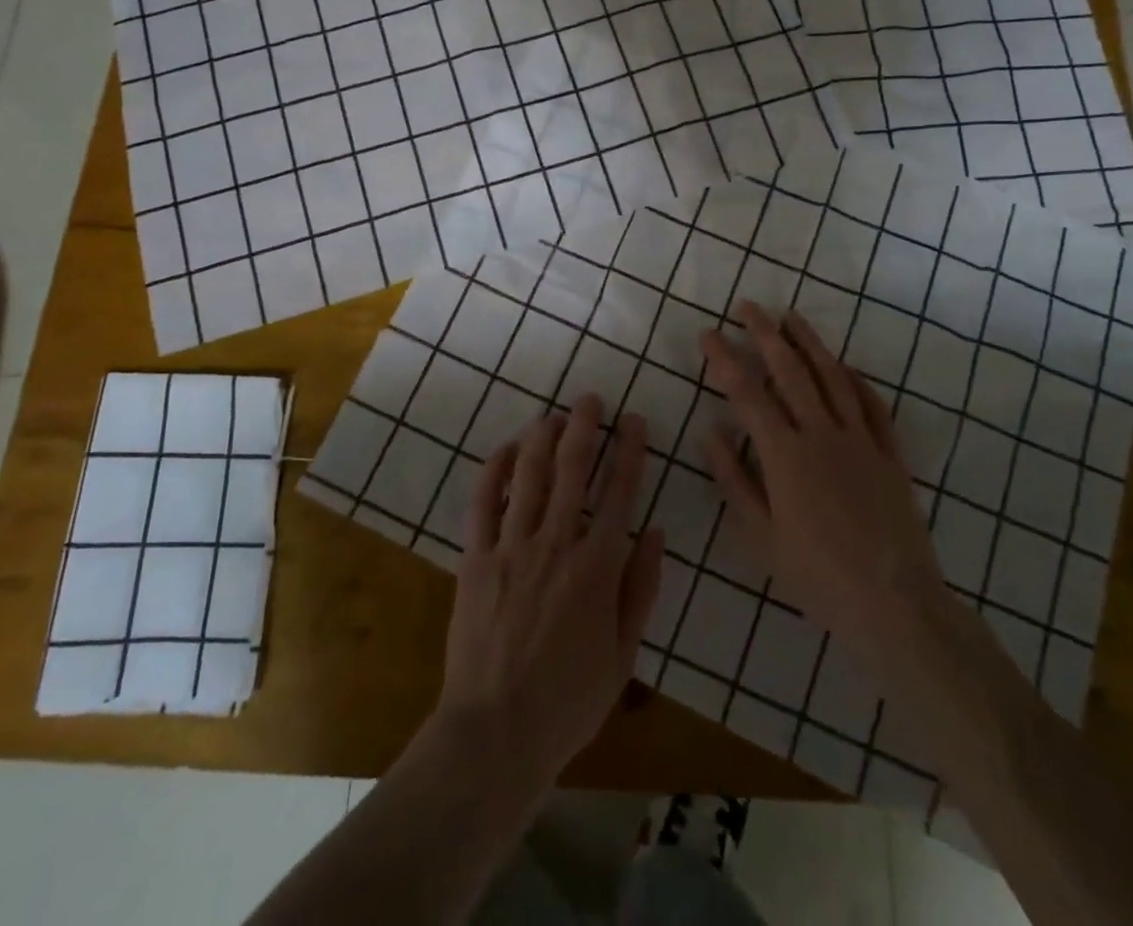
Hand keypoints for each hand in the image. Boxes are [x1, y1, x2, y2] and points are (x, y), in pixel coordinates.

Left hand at [429, 395, 664, 795]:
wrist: (496, 732)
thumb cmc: (568, 701)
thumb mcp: (624, 655)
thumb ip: (641, 589)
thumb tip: (656, 533)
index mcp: (597, 568)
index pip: (620, 494)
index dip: (629, 452)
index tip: (634, 420)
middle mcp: (556, 544)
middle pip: (573, 470)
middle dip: (584, 428)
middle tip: (590, 399)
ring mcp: (512, 547)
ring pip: (529, 476)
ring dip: (542, 438)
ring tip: (554, 414)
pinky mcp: (476, 558)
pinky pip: (483, 503)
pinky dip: (493, 470)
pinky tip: (504, 449)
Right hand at [701, 302, 950, 666]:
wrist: (895, 603)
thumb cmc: (818, 576)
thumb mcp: (762, 537)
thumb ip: (735, 481)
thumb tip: (711, 433)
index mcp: (785, 455)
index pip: (747, 393)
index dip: (724, 360)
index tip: (708, 334)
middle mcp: (821, 435)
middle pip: (790, 371)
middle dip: (765, 334)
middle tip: (747, 306)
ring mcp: (860, 440)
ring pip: (832, 378)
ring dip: (810, 344)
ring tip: (791, 317)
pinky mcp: (890, 454)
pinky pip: (873, 406)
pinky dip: (856, 380)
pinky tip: (844, 366)